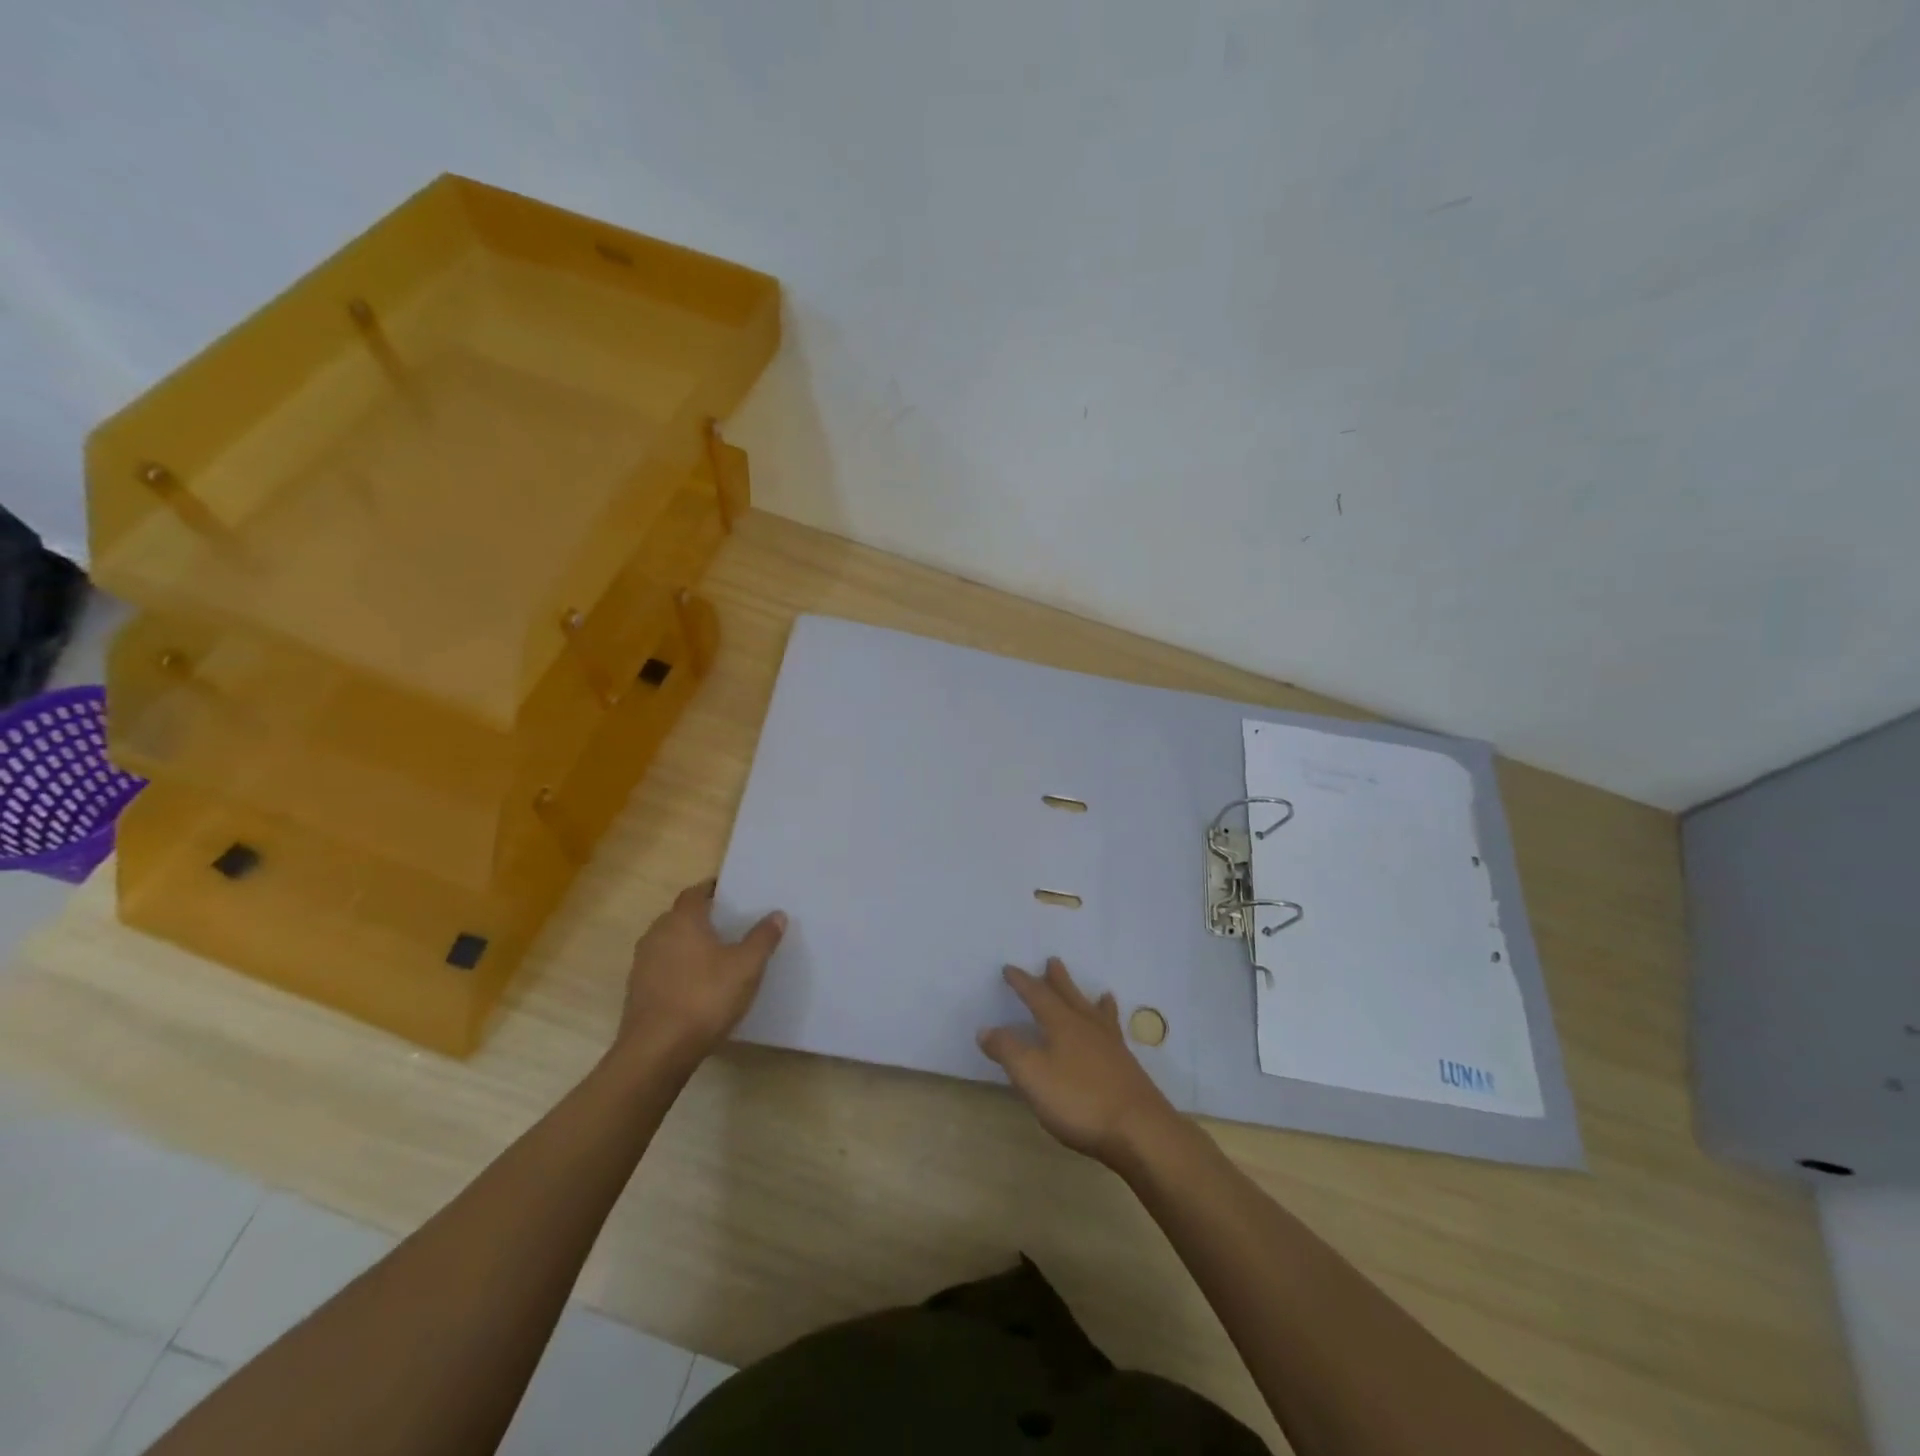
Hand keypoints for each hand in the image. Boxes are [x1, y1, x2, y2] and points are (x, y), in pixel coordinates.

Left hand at [617, 880, 785, 1066]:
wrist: (657, 1050)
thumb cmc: (705, 998)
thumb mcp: (746, 967)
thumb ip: (762, 938)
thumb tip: (777, 914)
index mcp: (682, 920)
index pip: (695, 892)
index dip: (713, 889)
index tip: (731, 893)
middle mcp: (657, 934)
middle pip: (680, 916)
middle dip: (702, 917)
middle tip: (729, 923)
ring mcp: (643, 963)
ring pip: (670, 942)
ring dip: (689, 943)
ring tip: (717, 954)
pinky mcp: (638, 990)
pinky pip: (663, 967)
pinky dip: (679, 967)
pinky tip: (698, 984)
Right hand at [978, 958, 1180, 1167]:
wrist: (1139, 1130)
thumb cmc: (1079, 1100)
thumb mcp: (1032, 1076)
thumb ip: (1008, 1050)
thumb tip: (986, 1029)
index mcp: (1062, 1024)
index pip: (1037, 995)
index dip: (1022, 982)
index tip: (1009, 969)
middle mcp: (1087, 1027)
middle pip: (1070, 996)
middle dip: (1057, 980)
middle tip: (1053, 961)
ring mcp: (1111, 1046)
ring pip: (1096, 1013)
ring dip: (1090, 1000)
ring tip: (1099, 992)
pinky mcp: (1126, 1067)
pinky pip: (1114, 1033)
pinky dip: (1111, 1025)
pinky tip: (1115, 1035)